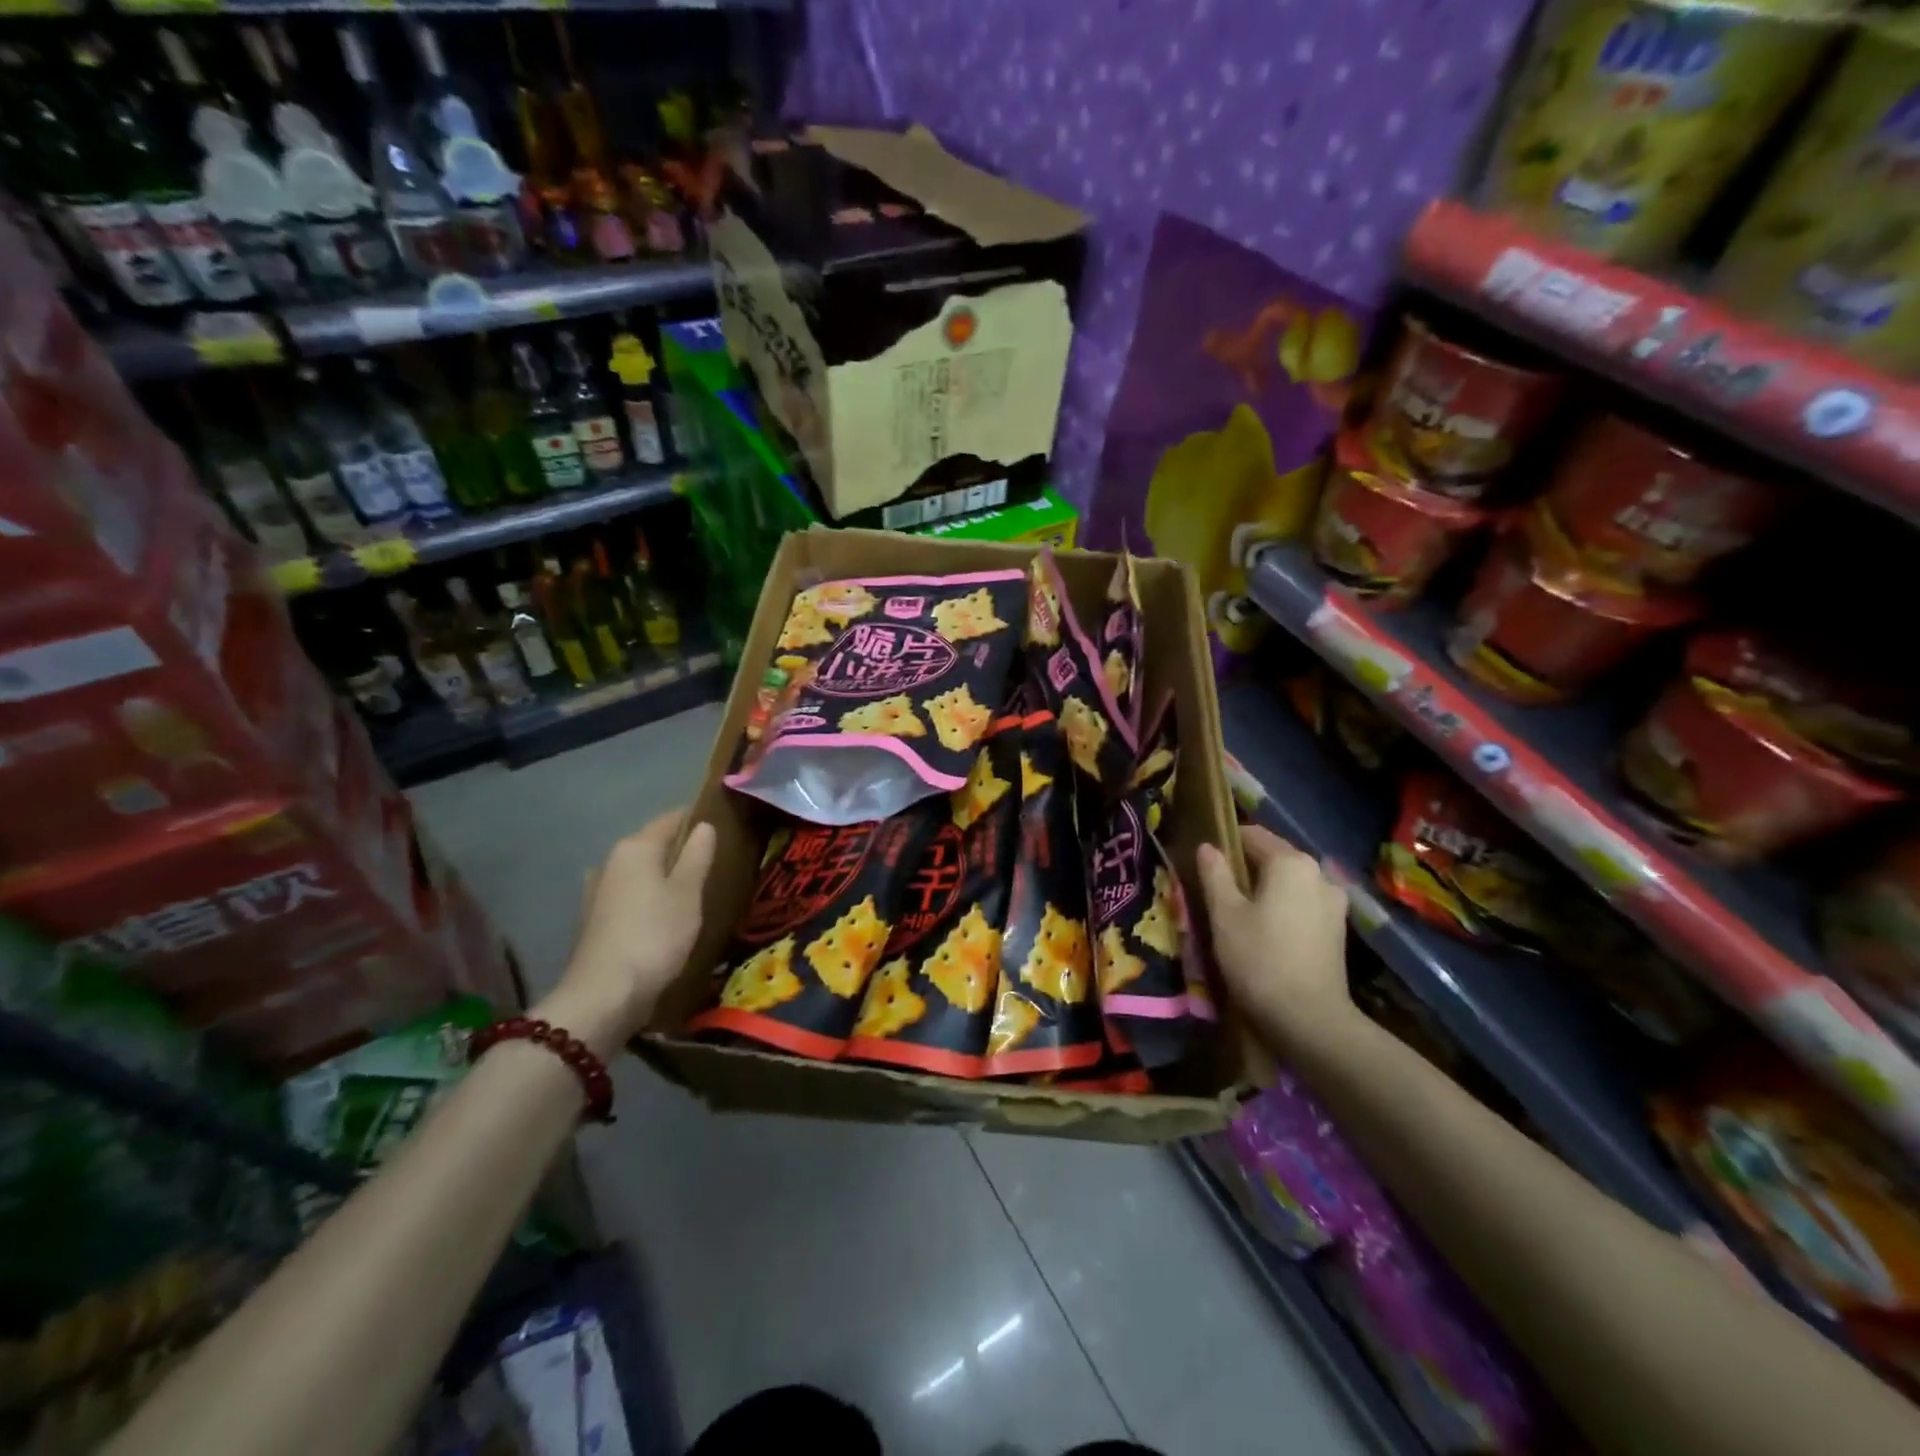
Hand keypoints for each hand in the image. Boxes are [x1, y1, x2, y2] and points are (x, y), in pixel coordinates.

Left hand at [538, 809, 717, 1054]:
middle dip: (680, 849)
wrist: (604, 996)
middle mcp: (610, 861)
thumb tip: (704, 826)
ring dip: (663, 876)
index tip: (724, 824)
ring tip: (693, 888)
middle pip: (652, 844)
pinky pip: (629, 895)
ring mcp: (597, 891)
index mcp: (635, 847)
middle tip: (714, 860)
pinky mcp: (594, 920)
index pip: (670, 819)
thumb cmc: (654, 936)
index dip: (696, 818)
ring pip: (639, 872)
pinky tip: (664, 915)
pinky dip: (648, 898)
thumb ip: (697, 856)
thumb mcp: (687, 893)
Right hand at [1197, 825, 1357, 1057]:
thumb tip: (1208, 846)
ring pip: (1289, 882)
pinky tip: (1265, 929)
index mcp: (1291, 862)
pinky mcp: (1338, 928)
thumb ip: (1215, 874)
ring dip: (1265, 889)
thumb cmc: (1259, 959)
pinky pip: (1302, 902)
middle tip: (1217, 889)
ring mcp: (1334, 901)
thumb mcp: (1224, 914)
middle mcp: (1319, 872)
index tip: (1204, 862)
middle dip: (1245, 867)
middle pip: (1274, 857)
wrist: (1309, 1019)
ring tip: (1239, 912)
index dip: (1224, 842)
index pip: (1252, 834)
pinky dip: (1283, 906)